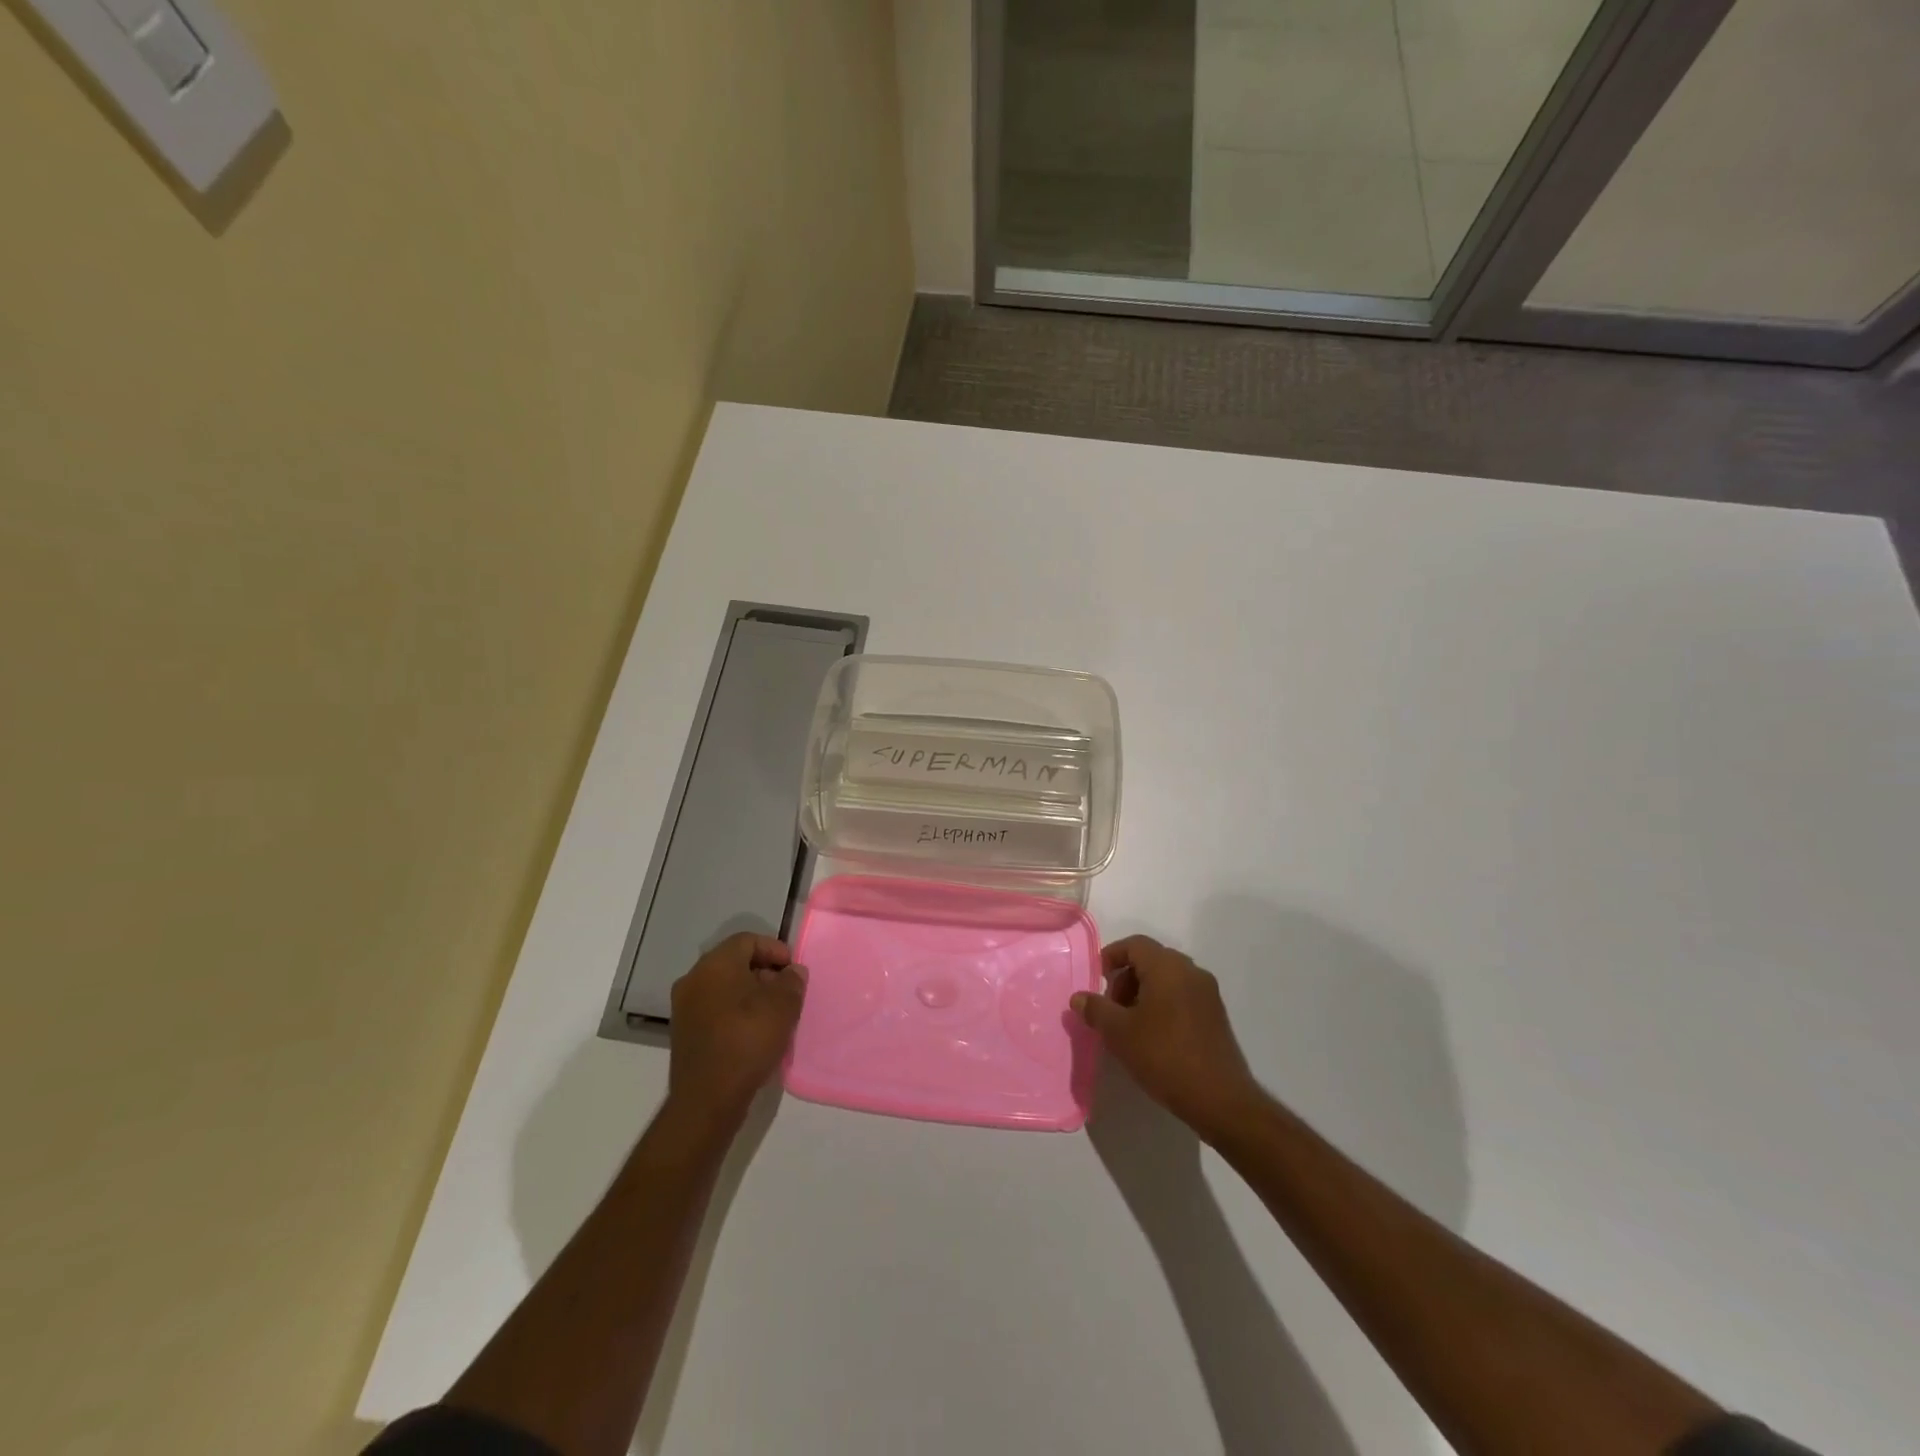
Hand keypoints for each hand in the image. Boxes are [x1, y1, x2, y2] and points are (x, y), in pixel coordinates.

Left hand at [667, 932, 806, 1129]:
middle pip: (734, 962)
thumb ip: (792, 981)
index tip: (793, 970)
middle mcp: (694, 979)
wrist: (707, 1099)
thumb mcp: (783, 1006)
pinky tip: (754, 1032)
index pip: (747, 940)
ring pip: (724, 987)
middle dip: (764, 972)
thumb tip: (792, 972)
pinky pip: (714, 1009)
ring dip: (750, 994)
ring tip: (774, 1014)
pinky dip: (735, 1012)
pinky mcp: (684, 1032)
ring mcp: (684, 1007)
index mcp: (715, 964)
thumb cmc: (747, 1041)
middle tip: (786, 992)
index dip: (775, 949)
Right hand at [1072, 935, 1264, 1141]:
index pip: (1135, 944)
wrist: (1219, 1099)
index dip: (1112, 956)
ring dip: (1143, 992)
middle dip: (1126, 978)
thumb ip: (1096, 1010)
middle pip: (1151, 960)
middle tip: (1111, 1008)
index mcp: (1168, 967)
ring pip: (1168, 979)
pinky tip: (1153, 1036)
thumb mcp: (1119, 1033)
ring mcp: (1208, 994)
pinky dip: (1163, 1004)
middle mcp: (1191, 972)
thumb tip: (1078, 997)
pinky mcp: (1216, 1015)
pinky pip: (1182, 995)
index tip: (1097, 980)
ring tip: (1130, 1025)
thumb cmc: (1164, 1056)